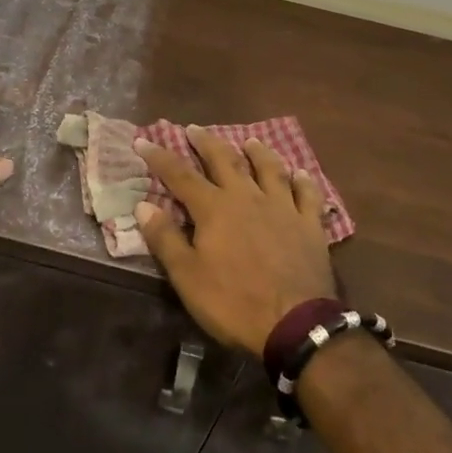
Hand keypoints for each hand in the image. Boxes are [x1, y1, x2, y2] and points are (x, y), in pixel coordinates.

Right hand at [133, 127, 337, 355]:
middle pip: (225, 161)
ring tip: (250, 141)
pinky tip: (300, 172)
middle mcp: (247, 197)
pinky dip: (303, 181)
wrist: (296, 324)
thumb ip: (165, 239)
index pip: (180, 175)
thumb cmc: (234, 302)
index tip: (143, 140)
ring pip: (269, 169)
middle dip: (206, 142)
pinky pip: (307, 194)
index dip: (160, 157)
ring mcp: (282, 208)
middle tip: (194, 128)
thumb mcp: (188, 277)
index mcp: (214, 209)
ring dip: (258, 153)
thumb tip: (143, 205)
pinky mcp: (309, 225)